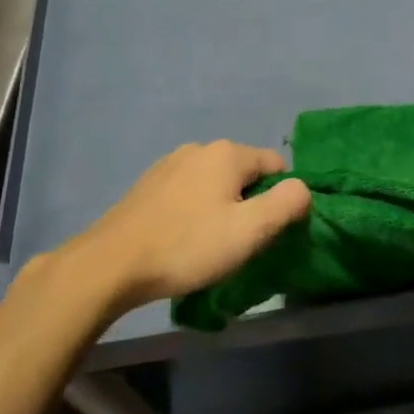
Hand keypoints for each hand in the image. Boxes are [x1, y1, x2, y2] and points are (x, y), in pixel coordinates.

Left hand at [30, 141, 310, 314]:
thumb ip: (287, 204)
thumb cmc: (187, 246)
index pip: (276, 165)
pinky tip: (181, 240)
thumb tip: (302, 188)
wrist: (110, 265)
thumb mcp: (250, 230)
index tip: (268, 231)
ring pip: (214, 183)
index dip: (281, 197)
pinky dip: (194, 211)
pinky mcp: (148, 185)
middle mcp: (199, 148)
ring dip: (221, 208)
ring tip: (209, 245)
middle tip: (240, 243)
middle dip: (249, 203)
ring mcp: (169, 165)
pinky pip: (188, 192)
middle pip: (244, 173)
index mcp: (227, 153)